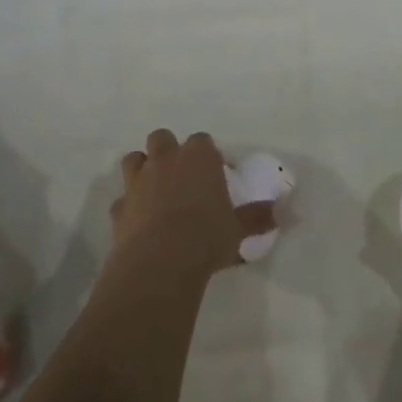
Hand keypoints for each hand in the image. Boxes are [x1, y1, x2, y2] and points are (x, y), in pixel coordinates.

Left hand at [110, 129, 273, 277]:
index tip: (216, 171)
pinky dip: (129, 206)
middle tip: (182, 175)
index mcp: (198, 157)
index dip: (208, 154)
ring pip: (134, 159)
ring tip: (156, 190)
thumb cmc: (206, 236)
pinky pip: (122, 199)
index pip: (202, 140)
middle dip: (169, 150)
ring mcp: (137, 182)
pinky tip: (139, 222)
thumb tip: (283, 211)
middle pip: (162, 138)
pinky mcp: (118, 208)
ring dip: (143, 169)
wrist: (159, 263)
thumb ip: (258, 217)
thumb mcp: (239, 228)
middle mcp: (165, 161)